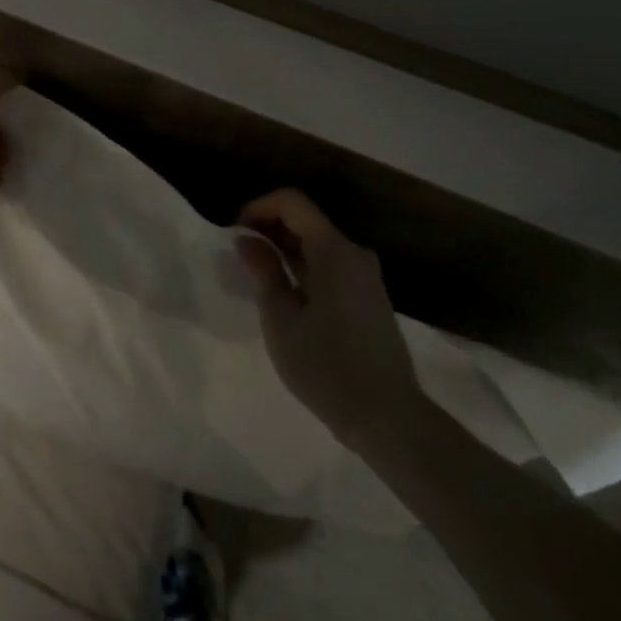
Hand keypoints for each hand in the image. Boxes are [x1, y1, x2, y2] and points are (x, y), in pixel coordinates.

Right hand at [235, 189, 424, 453]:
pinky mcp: (369, 298)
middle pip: (306, 220)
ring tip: (256, 270)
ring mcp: (365, 276)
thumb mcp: (282, 318)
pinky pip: (330, 265)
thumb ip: (264, 271)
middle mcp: (354, 253)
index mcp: (334, 249)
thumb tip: (246, 239)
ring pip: (318, 243)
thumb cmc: (326, 366)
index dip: (258, 206)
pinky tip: (284, 290)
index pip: (292, 203)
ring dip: (285, 248)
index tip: (233, 229)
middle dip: (269, 226)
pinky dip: (303, 266)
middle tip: (238, 249)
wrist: (388, 418)